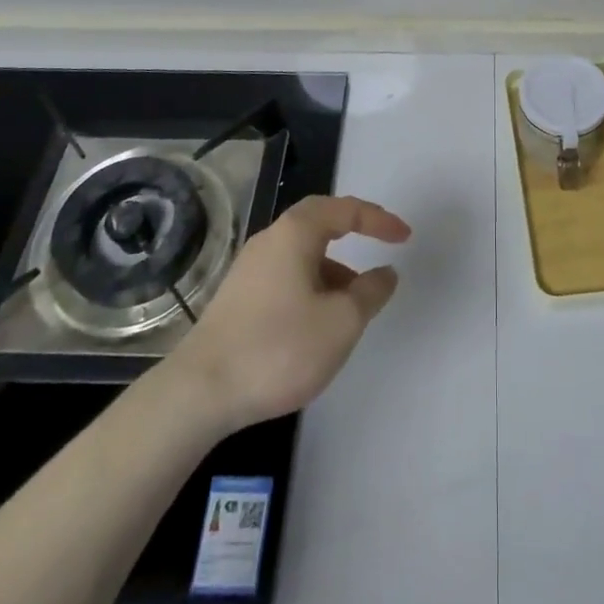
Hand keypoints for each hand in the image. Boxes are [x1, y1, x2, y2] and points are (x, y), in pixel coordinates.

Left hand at [167, 195, 410, 432]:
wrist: (199, 393)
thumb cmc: (279, 348)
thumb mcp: (341, 323)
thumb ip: (370, 293)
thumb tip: (385, 272)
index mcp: (295, 233)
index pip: (345, 210)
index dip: (379, 220)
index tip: (404, 236)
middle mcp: (270, 240)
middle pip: (319, 224)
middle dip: (353, 234)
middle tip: (379, 248)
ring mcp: (248, 269)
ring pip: (302, 255)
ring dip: (333, 269)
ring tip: (353, 306)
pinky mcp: (237, 298)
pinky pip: (286, 276)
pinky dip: (312, 287)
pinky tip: (317, 324)